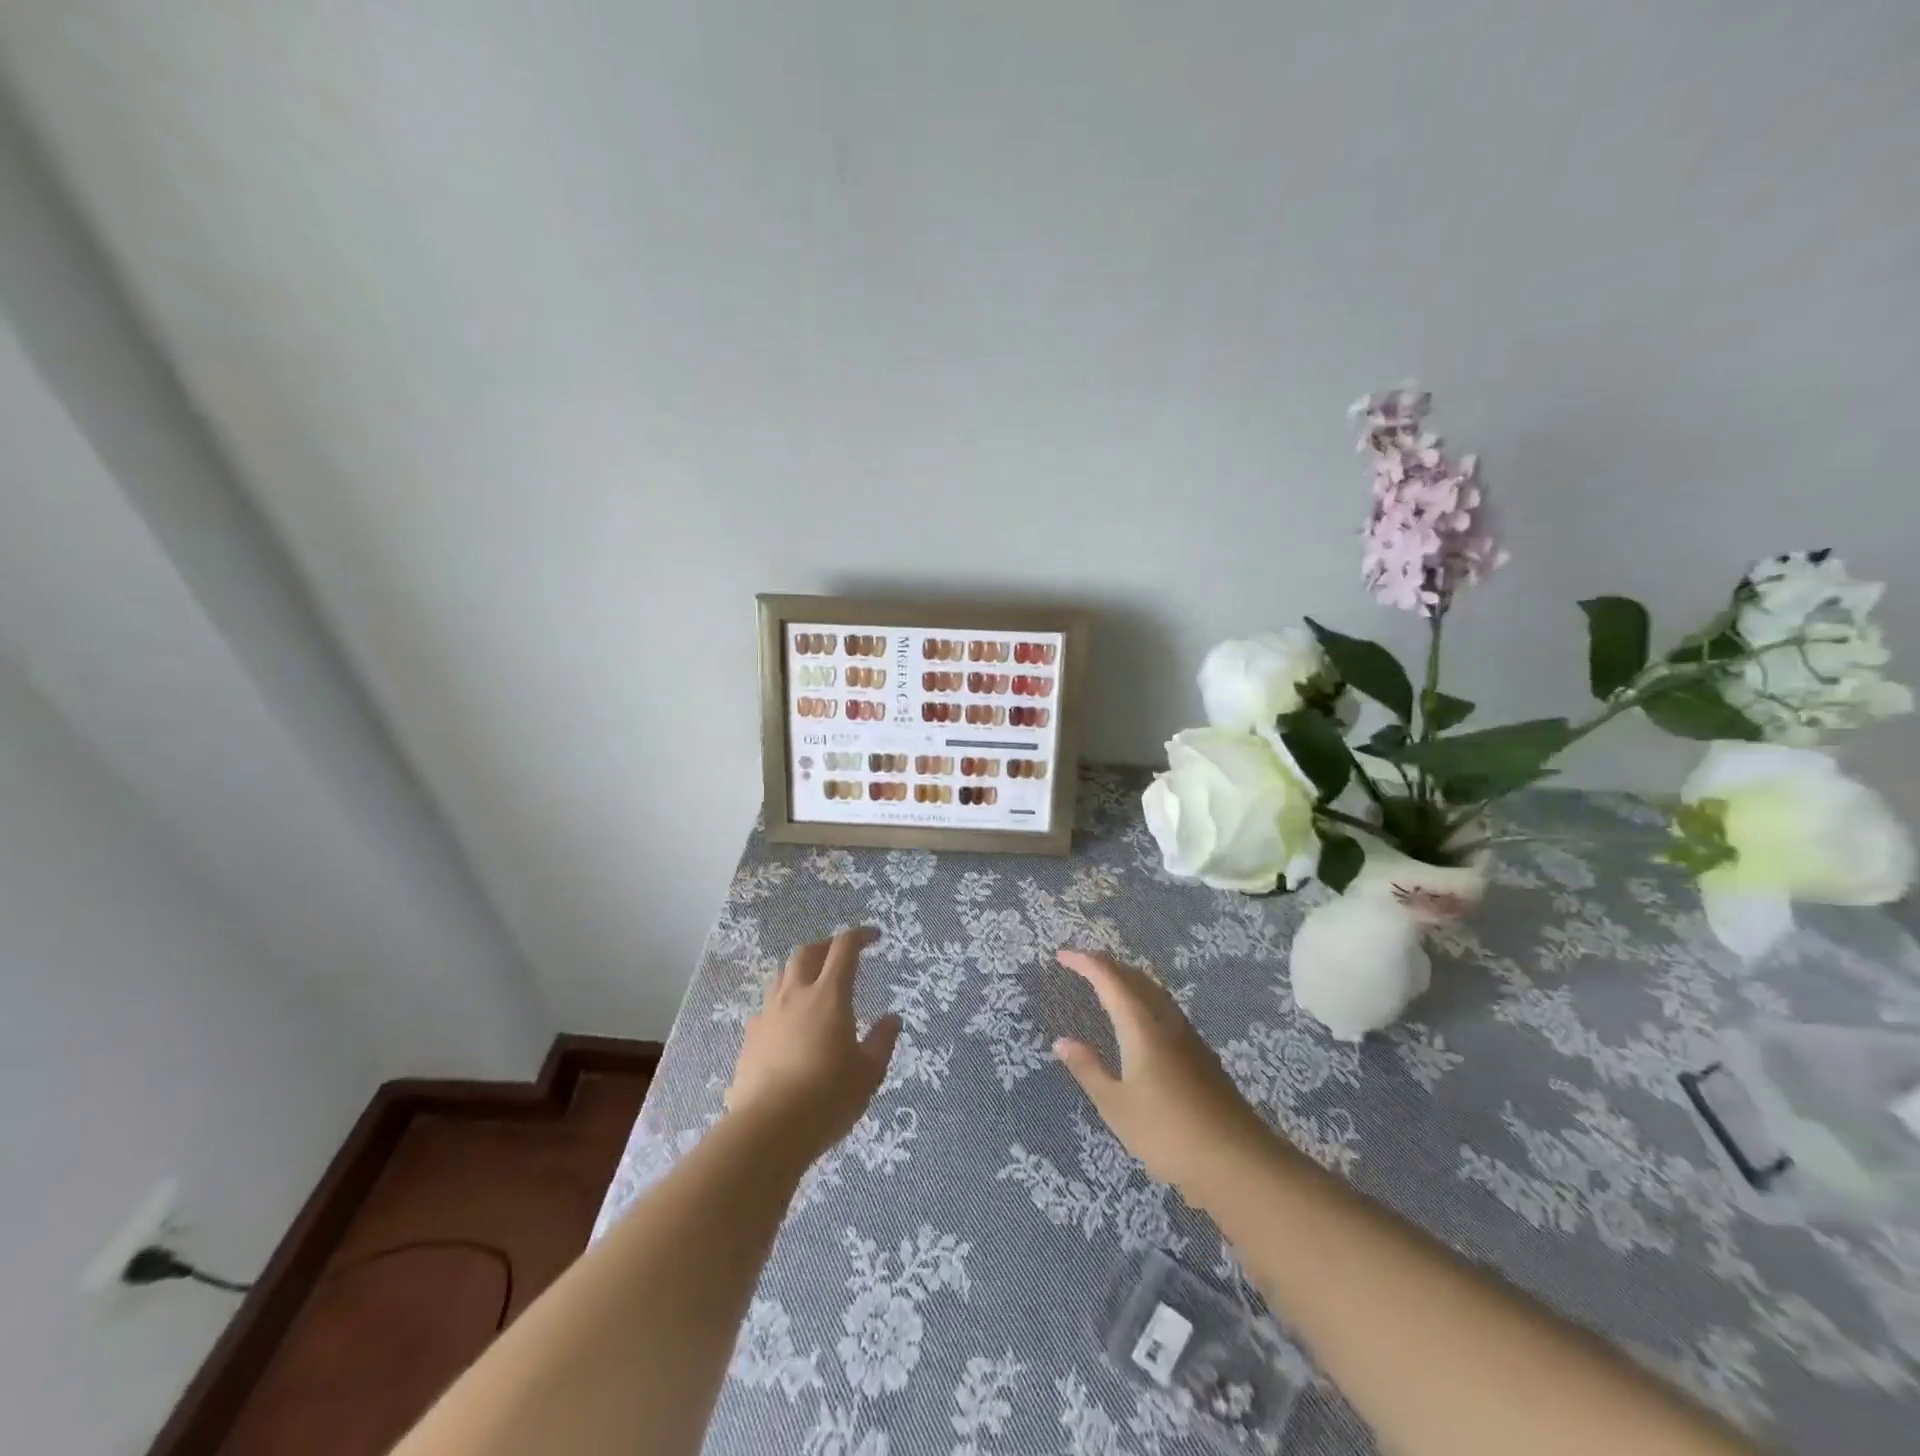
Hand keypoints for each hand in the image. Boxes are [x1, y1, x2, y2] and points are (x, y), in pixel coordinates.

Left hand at [725, 927, 900, 1163]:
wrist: (767, 1128)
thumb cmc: (827, 1096)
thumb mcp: (868, 1072)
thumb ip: (882, 1041)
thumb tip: (892, 1019)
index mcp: (830, 995)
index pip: (844, 948)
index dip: (860, 935)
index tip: (874, 937)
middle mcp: (796, 994)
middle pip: (807, 952)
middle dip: (826, 946)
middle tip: (841, 956)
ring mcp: (768, 1013)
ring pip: (782, 974)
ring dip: (800, 969)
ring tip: (813, 983)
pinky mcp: (750, 1037)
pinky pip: (768, 1005)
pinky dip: (783, 1001)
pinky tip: (790, 1023)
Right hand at [1053, 950, 1271, 1195]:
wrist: (1238, 1160)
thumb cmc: (1168, 1133)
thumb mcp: (1116, 1106)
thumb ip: (1088, 1070)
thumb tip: (1062, 1041)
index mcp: (1141, 1026)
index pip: (1109, 979)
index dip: (1085, 963)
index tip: (1062, 956)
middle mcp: (1166, 1021)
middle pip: (1135, 977)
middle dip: (1107, 965)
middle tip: (1082, 965)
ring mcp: (1188, 1036)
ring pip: (1155, 991)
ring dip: (1129, 979)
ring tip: (1108, 984)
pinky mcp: (1201, 1054)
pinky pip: (1166, 1008)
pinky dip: (1145, 999)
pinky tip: (1141, 1020)